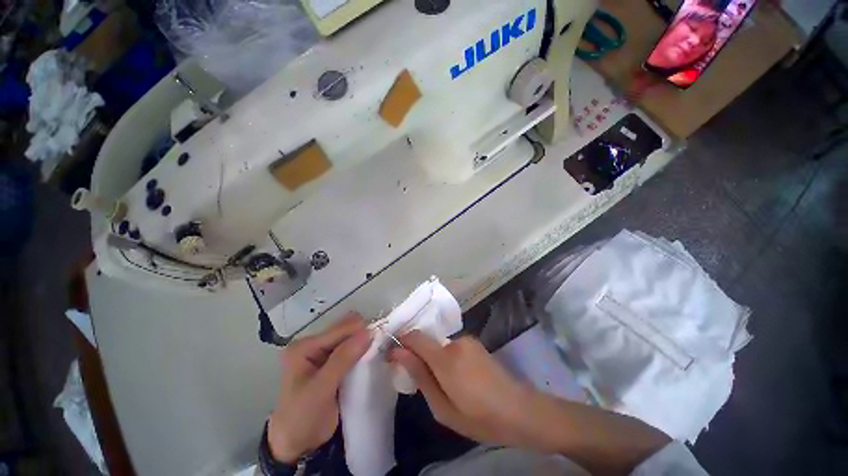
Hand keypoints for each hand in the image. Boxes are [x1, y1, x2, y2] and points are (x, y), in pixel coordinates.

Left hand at [268, 314, 371, 462]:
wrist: (298, 445)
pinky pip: (352, 347)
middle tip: (380, 345)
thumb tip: (368, 332)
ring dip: (365, 341)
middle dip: (364, 334)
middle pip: (346, 328)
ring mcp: (323, 352)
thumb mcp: (321, 388)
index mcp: (304, 346)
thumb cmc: (303, 417)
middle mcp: (314, 344)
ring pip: (351, 336)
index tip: (381, 338)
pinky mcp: (333, 361)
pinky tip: (371, 355)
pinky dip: (363, 349)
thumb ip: (343, 358)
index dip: (361, 331)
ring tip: (378, 349)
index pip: (339, 329)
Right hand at [388, 331, 540, 448]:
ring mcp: (467, 340)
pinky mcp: (475, 343)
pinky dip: (448, 358)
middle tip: (425, 383)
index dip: (401, 342)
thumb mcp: (442, 407)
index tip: (392, 356)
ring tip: (448, 384)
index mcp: (446, 359)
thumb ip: (419, 376)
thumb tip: (398, 353)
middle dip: (420, 357)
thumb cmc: (479, 417)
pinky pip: (453, 347)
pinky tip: (461, 378)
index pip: (415, 337)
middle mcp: (455, 342)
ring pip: (440, 346)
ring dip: (436, 360)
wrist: (520, 410)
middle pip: (427, 342)